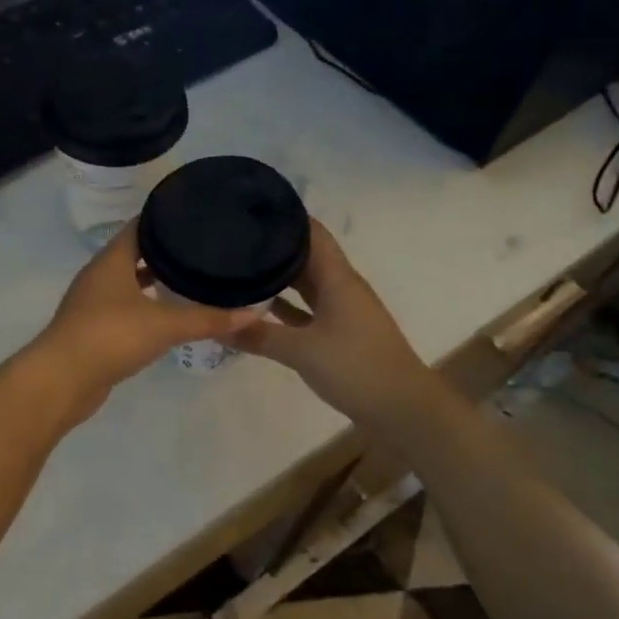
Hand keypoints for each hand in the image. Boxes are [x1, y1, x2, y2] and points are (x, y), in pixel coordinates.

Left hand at [31, 224, 259, 413]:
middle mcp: (99, 275)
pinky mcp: (92, 329)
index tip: (196, 217)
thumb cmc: (110, 336)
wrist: (62, 380)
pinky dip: (144, 307)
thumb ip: (208, 318)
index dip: (165, 219)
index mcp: (111, 260)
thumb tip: (252, 312)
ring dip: (153, 281)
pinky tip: (165, 317)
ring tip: (189, 279)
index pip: (140, 226)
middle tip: (201, 249)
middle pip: (134, 253)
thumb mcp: (165, 325)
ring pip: (128, 283)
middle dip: (164, 252)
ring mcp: (92, 303)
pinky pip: (123, 308)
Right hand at [233, 219, 432, 430]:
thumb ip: (258, 335)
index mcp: (337, 278)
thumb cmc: (356, 367)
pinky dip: (285, 306)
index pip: (311, 232)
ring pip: (305, 283)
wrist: (403, 409)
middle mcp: (340, 286)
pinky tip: (258, 308)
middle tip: (234, 239)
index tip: (250, 209)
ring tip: (239, 267)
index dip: (285, 217)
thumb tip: (216, 325)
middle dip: (273, 246)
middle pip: (305, 255)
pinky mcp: (340, 333)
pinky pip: (307, 309)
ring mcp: (342, 310)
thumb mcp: (301, 350)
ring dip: (278, 276)